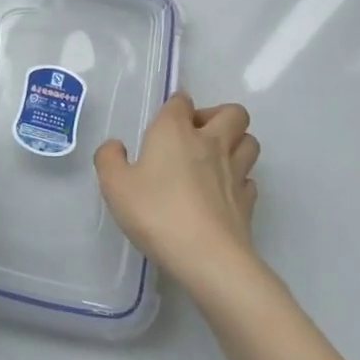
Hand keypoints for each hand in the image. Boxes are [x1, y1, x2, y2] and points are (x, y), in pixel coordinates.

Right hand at [95, 94, 260, 287]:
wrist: (207, 257)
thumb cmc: (156, 212)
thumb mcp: (114, 185)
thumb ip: (109, 159)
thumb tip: (116, 147)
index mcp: (175, 131)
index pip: (181, 101)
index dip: (174, 106)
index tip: (164, 122)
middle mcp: (210, 143)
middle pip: (232, 113)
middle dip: (217, 116)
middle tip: (195, 136)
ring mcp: (235, 172)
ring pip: (249, 141)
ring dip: (236, 143)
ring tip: (213, 160)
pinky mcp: (248, 202)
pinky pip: (249, 179)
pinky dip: (240, 180)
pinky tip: (223, 193)